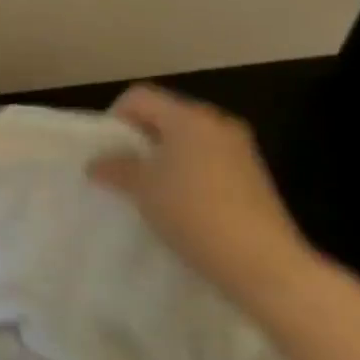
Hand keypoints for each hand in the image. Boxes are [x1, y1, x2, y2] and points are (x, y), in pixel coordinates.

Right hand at [88, 84, 319, 313]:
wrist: (263, 263)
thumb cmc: (193, 213)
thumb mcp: (144, 190)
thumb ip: (117, 169)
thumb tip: (96, 163)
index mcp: (187, 117)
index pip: (140, 96)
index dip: (116, 117)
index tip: (107, 151)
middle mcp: (216, 123)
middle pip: (166, 115)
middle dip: (141, 138)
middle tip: (125, 170)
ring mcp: (240, 148)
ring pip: (189, 139)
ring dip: (166, 157)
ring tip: (153, 191)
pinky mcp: (254, 175)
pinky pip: (210, 159)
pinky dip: (190, 172)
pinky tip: (184, 205)